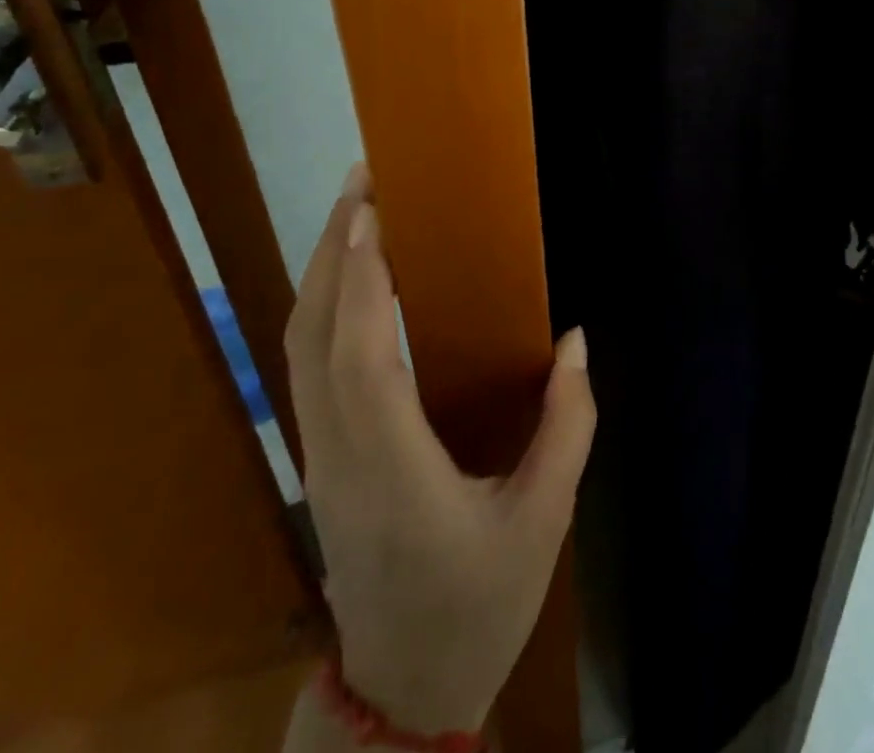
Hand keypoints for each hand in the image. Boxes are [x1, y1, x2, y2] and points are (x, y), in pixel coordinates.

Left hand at [286, 165, 595, 736]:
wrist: (402, 692)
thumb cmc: (479, 605)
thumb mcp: (544, 520)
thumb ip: (567, 426)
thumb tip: (576, 341)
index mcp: (393, 469)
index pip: (362, 359)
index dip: (362, 281)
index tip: (374, 212)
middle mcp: (340, 454)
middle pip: (312, 336)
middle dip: (333, 250)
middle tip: (367, 181)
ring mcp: (319, 458)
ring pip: (298, 348)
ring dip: (322, 272)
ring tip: (358, 211)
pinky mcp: (320, 459)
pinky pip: (307, 367)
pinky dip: (323, 307)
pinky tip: (353, 279)